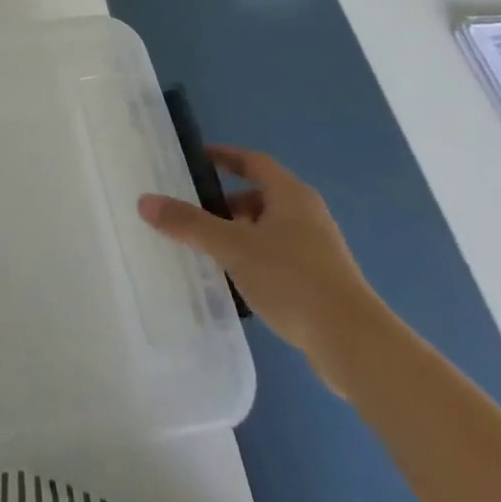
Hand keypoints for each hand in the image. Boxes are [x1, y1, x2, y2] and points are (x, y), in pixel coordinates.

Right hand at [139, 146, 381, 379]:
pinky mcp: (322, 282)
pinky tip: (237, 281)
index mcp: (290, 195)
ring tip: (208, 249)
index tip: (197, 160)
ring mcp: (318, 250)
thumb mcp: (233, 247)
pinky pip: (279, 257)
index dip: (225, 156)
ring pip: (270, 229)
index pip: (253, 162)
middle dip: (227, 201)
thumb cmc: (293, 280)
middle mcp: (307, 215)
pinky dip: (255, 259)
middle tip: (194, 211)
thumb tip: (145, 201)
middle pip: (260, 196)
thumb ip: (189, 224)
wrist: (355, 345)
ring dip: (241, 233)